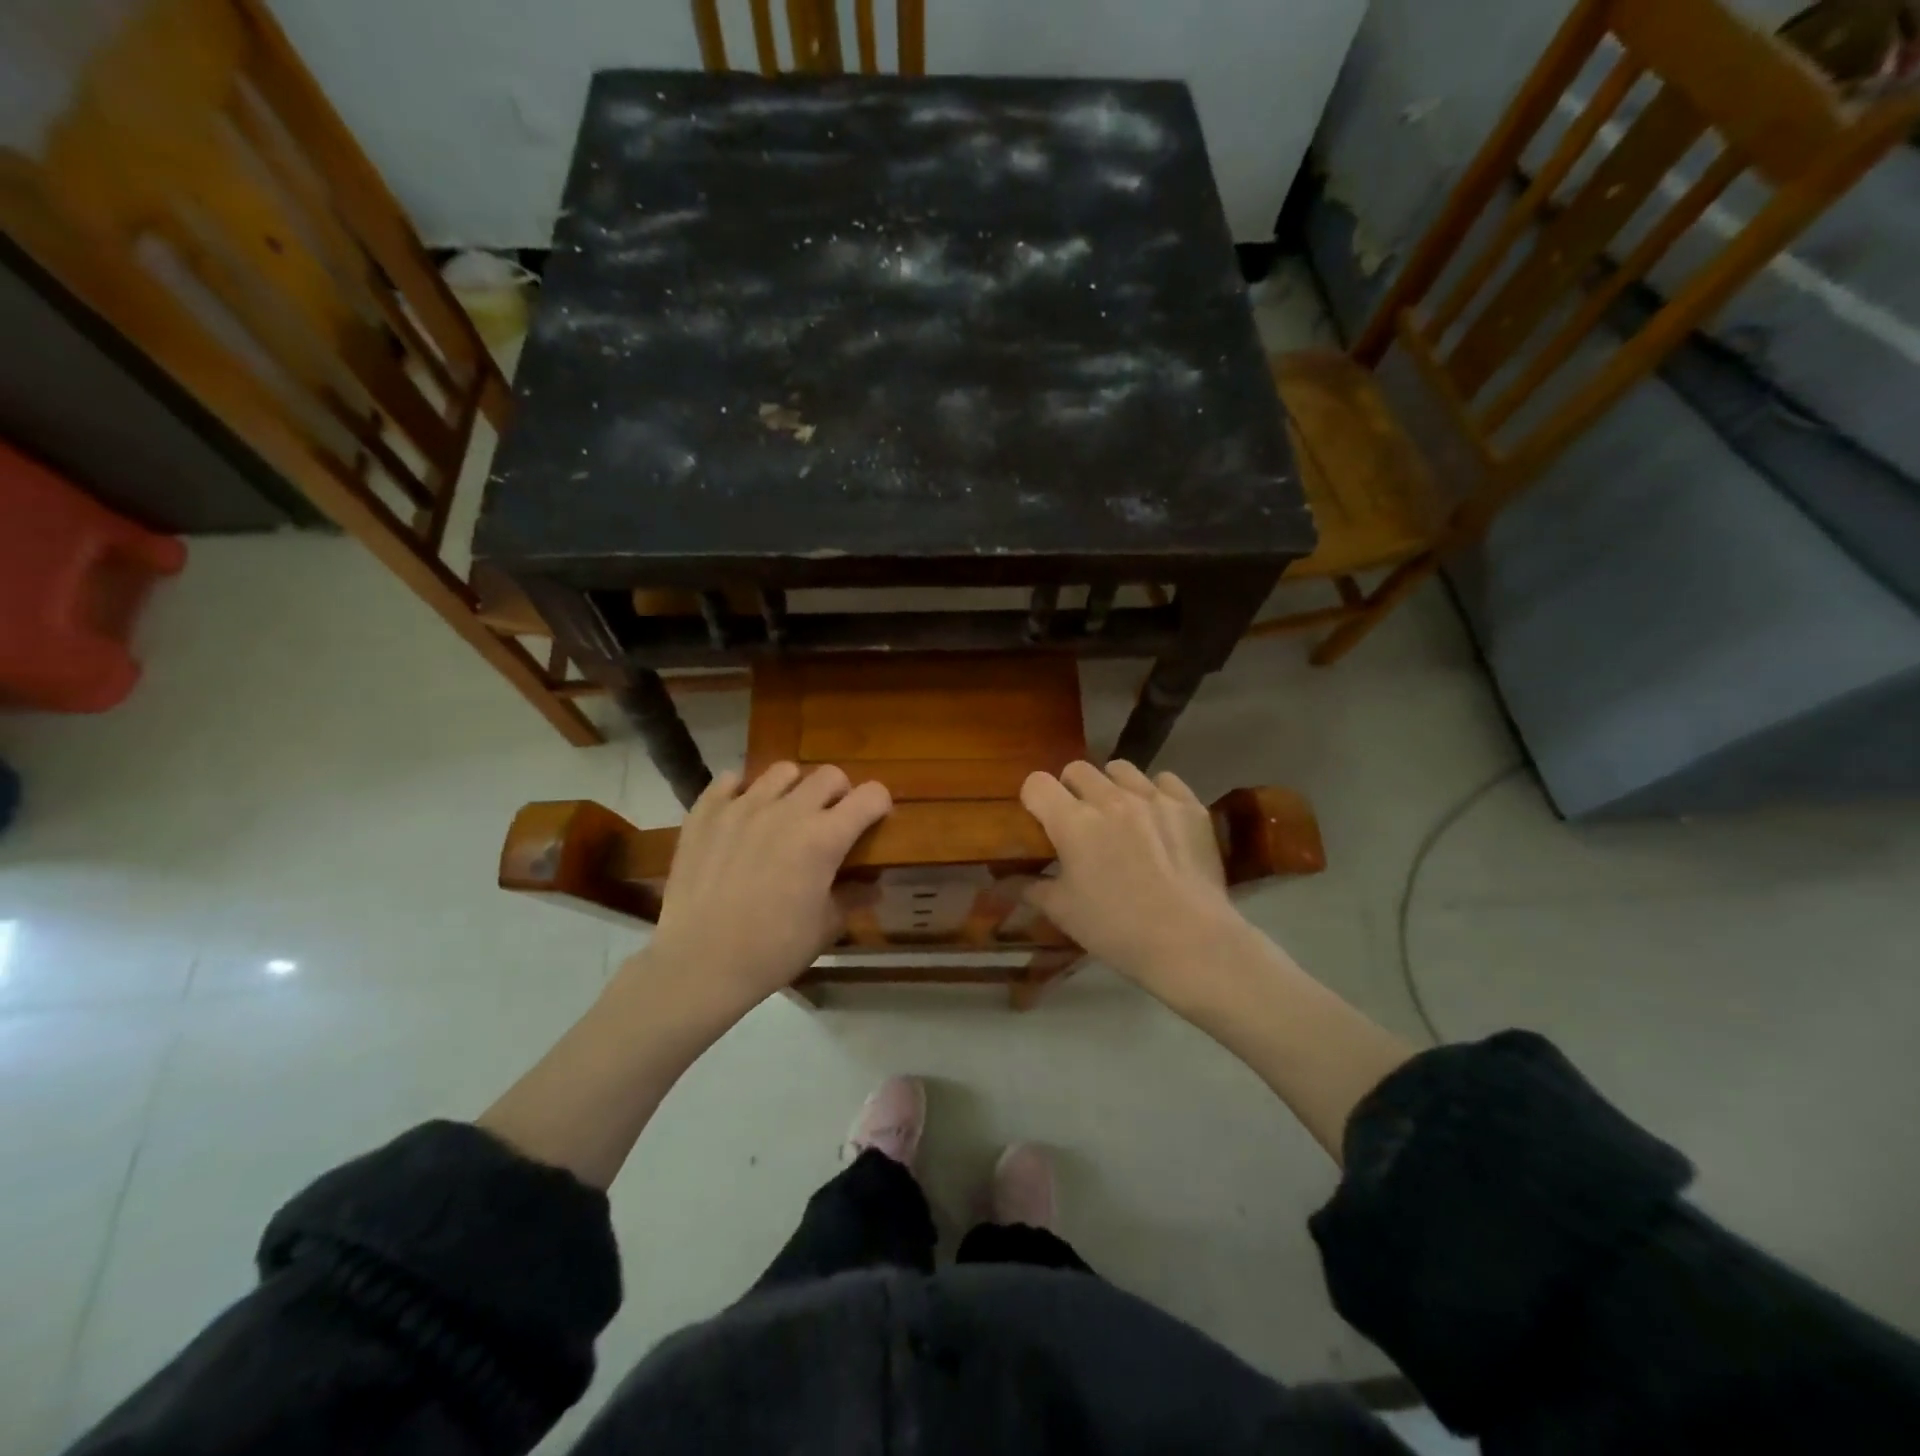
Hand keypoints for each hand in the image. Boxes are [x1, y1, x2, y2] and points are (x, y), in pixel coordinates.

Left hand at [636, 763, 891, 1020]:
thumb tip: (874, 886)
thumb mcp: (825, 928)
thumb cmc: (772, 951)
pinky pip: (730, 780)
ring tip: (785, 814)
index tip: (874, 820)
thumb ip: (853, 898)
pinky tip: (742, 816)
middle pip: (830, 775)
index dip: (879, 805)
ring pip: (783, 771)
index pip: (870, 796)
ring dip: (794, 789)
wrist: (698, 964)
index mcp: (824, 838)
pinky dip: (742, 792)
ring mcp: (743, 806)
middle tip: (830, 821)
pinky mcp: (706, 812)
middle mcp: (788, 810)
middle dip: (839, 794)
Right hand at [1021, 761, 1250, 1008]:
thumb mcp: (1064, 913)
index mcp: (1073, 822)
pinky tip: (1158, 819)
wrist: (1190, 941)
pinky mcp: (1188, 805)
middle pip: (1077, 769)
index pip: (1037, 783)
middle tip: (1080, 821)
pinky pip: (1164, 780)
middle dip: (1071, 790)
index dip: (1034, 799)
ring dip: (1112, 786)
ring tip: (1120, 815)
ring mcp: (1153, 797)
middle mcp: (1110, 798)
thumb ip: (1031, 889)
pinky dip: (1155, 793)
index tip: (1040, 819)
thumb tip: (1005, 881)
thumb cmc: (1117, 930)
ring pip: (1120, 768)